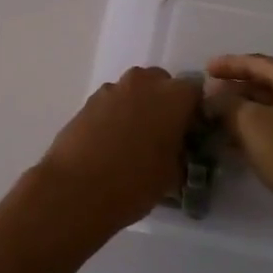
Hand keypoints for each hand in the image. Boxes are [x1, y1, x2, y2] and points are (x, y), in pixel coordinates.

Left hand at [35, 67, 203, 239]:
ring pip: (134, 91)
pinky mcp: (88, 100)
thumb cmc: (135, 183)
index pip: (196, 93)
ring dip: (138, 107)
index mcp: (174, 96)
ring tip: (133, 141)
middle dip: (164, 103)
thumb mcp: (172, 175)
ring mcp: (113, 89)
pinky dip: (115, 115)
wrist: (77, 189)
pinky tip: (110, 143)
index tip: (191, 133)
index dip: (194, 112)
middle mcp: (144, 83)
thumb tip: (177, 149)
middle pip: (162, 83)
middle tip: (162, 134)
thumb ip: (180, 152)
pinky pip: (111, 102)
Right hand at [205, 54, 272, 239]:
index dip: (228, 65)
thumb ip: (227, 103)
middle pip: (268, 84)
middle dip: (237, 90)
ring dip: (246, 113)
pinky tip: (240, 145)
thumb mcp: (252, 125)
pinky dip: (261, 131)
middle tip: (208, 97)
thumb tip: (213, 93)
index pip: (258, 62)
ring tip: (217, 121)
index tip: (204, 69)